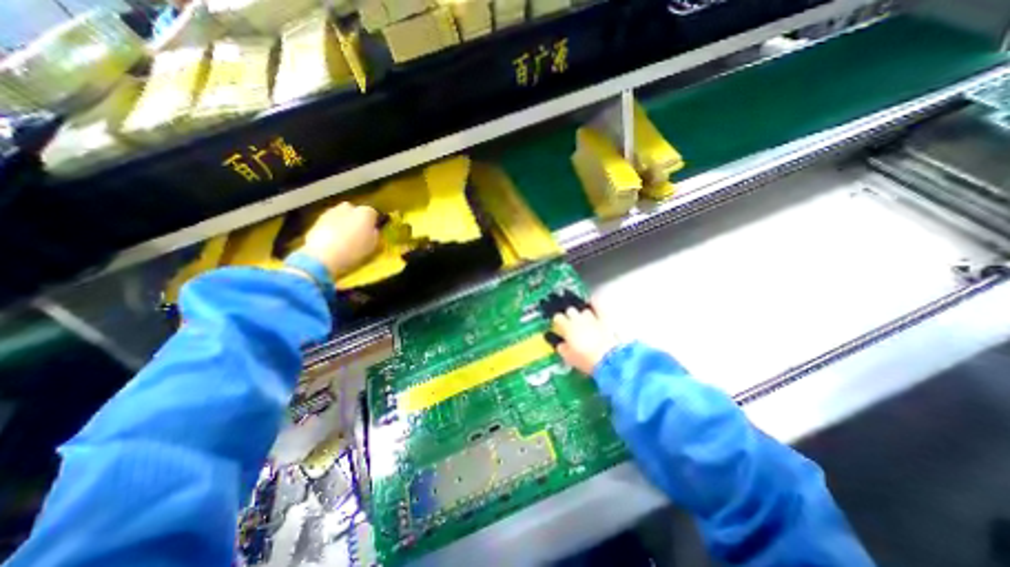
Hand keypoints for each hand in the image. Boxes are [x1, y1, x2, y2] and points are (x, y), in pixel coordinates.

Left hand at [300, 202, 382, 276]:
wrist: (322, 256)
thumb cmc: (353, 251)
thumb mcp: (372, 246)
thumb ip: (375, 235)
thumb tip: (372, 230)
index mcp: (365, 213)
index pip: (373, 213)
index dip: (373, 223)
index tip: (372, 232)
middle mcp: (349, 208)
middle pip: (355, 211)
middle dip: (356, 219)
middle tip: (358, 234)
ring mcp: (331, 212)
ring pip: (341, 215)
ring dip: (343, 223)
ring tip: (344, 239)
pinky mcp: (317, 219)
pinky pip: (330, 222)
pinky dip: (332, 228)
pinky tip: (332, 241)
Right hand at [549, 305, 619, 375]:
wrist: (608, 359)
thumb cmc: (586, 360)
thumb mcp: (569, 357)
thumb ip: (562, 348)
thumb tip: (561, 345)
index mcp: (567, 327)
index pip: (558, 317)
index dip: (558, 321)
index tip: (560, 325)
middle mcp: (578, 319)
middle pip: (570, 310)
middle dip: (570, 315)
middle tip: (572, 324)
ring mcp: (592, 317)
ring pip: (584, 310)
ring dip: (584, 315)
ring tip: (586, 321)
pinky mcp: (604, 319)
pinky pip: (598, 305)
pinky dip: (595, 304)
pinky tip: (594, 303)